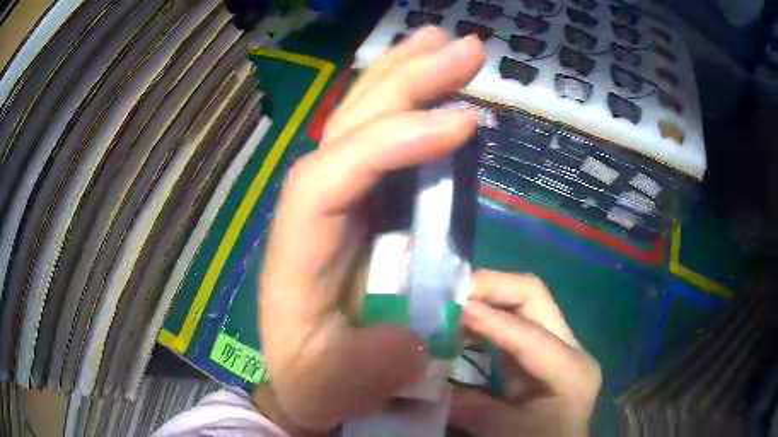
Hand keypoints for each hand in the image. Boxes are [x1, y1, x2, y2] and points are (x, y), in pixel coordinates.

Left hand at [258, 27, 485, 431]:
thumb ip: (363, 371)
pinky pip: (386, 146)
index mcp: (297, 251)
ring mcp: (340, 203)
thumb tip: (412, 335)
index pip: (332, 175)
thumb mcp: (331, 390)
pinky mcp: (365, 209)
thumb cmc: (314, 384)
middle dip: (405, 80)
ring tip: (446, 44)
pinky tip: (438, 91)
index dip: (392, 141)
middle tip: (459, 45)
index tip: (461, 122)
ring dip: (407, 78)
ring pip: (365, 122)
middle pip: (349, 126)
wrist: (307, 382)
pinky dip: (413, 111)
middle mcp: (314, 211)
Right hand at [450, 270, 601, 435]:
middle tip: (448, 291)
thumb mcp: (503, 432)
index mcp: (571, 371)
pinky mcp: (540, 350)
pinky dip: (484, 316)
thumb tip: (424, 380)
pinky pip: (512, 319)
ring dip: (484, 297)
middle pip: (533, 296)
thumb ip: (468, 405)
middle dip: (489, 287)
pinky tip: (459, 323)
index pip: (529, 335)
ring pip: (522, 302)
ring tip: (447, 302)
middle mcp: (569, 347)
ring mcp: (556, 344)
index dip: (489, 320)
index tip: (448, 308)